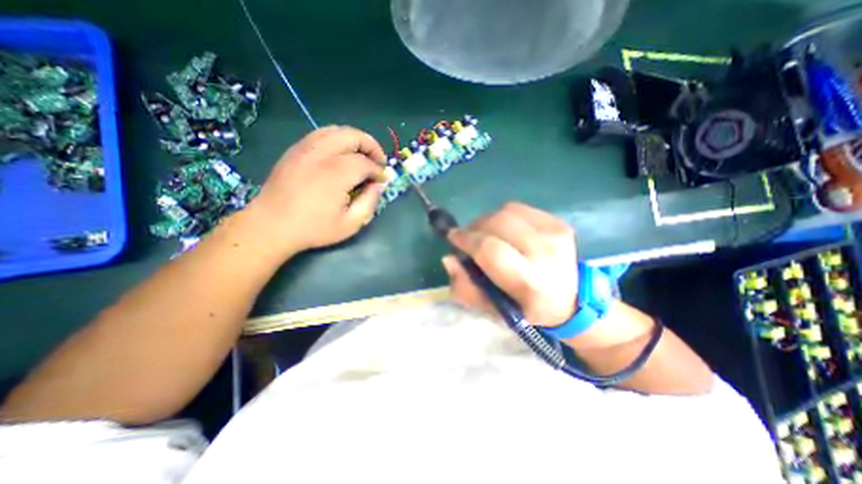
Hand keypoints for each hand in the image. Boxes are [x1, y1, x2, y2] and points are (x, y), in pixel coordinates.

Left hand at [245, 127, 386, 257]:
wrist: (271, 225)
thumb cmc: (313, 228)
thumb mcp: (350, 224)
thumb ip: (369, 202)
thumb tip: (379, 185)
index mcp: (336, 174)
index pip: (365, 163)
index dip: (379, 170)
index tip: (383, 180)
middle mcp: (321, 154)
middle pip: (353, 136)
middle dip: (372, 146)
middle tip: (378, 162)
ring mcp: (305, 148)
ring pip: (337, 130)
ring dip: (355, 140)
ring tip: (362, 155)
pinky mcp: (295, 150)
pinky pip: (321, 134)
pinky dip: (338, 139)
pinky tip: (342, 154)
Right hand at [444, 202, 577, 326]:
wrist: (570, 300)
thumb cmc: (525, 309)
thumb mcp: (492, 309)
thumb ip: (465, 287)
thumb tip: (449, 258)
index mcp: (529, 281)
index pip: (489, 249)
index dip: (466, 239)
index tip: (453, 238)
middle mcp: (545, 253)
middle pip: (498, 223)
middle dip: (475, 228)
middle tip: (469, 237)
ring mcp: (554, 233)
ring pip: (506, 211)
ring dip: (488, 221)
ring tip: (487, 234)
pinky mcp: (558, 222)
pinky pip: (519, 208)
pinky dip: (505, 216)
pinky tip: (506, 231)